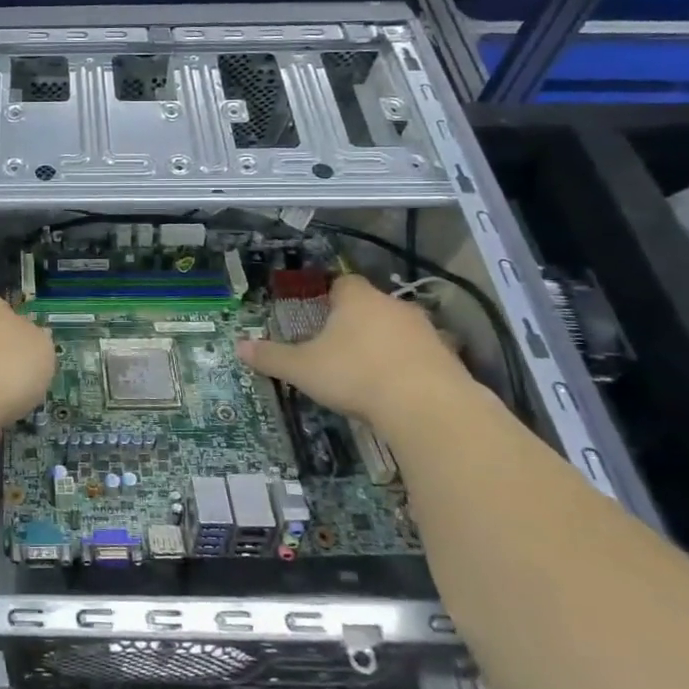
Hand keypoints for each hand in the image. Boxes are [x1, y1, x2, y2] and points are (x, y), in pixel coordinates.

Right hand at [236, 274, 471, 422]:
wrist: (427, 406)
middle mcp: (393, 306)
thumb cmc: (356, 375)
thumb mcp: (303, 369)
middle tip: (339, 344)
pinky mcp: (449, 357)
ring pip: (400, 328)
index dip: (331, 294)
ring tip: (369, 368)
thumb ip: (272, 357)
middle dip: (358, 320)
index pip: (343, 282)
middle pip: (373, 304)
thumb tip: (239, 347)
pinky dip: (411, 365)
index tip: (320, 311)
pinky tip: (399, 388)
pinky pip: (424, 355)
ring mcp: (426, 331)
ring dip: (387, 342)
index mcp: (357, 300)